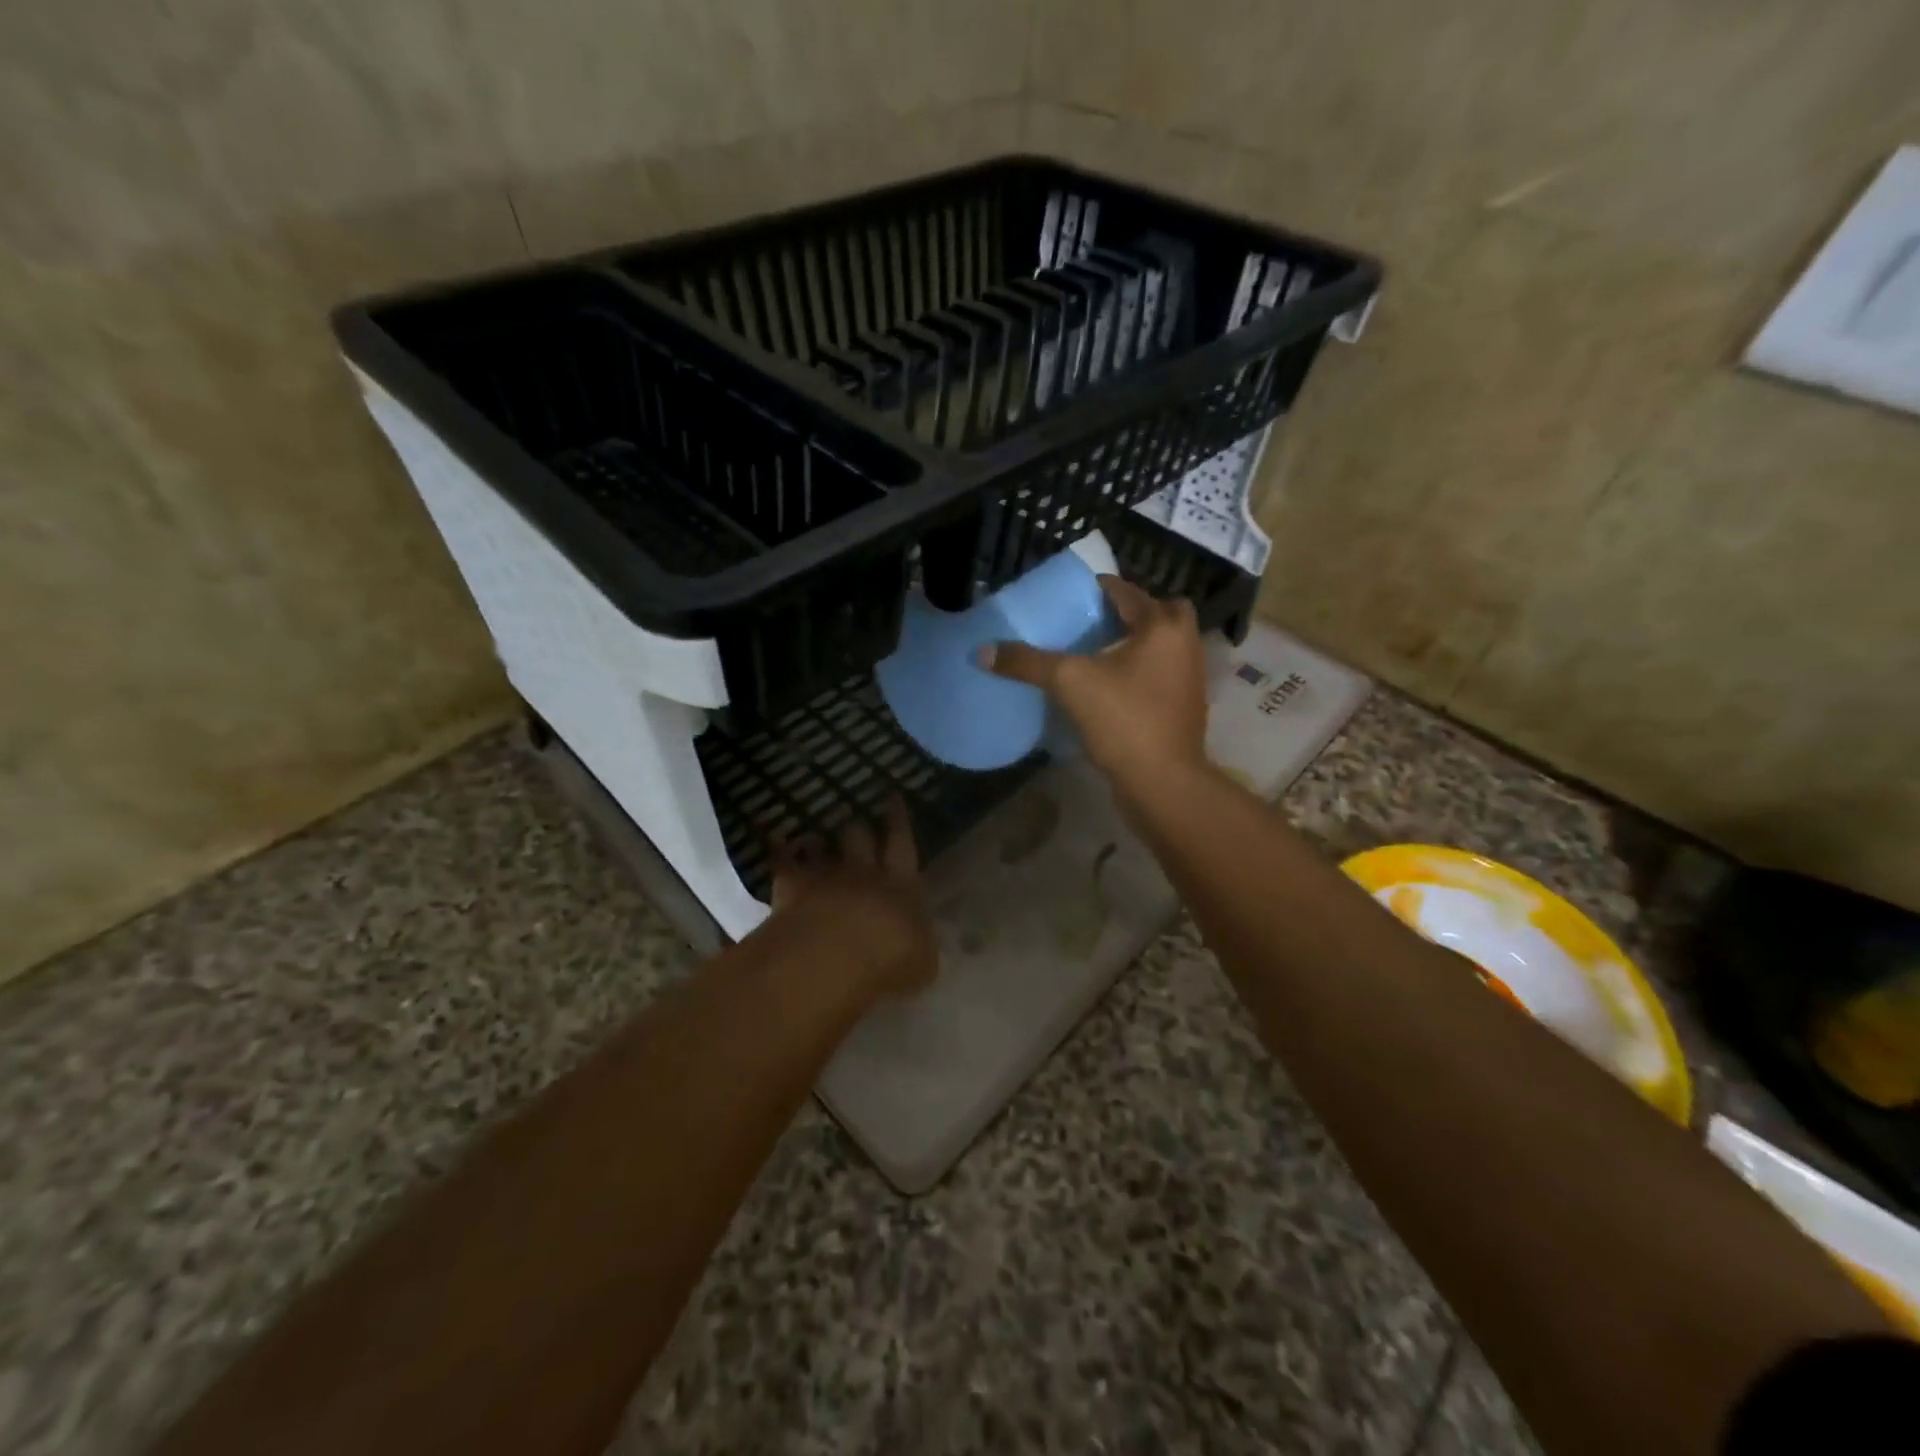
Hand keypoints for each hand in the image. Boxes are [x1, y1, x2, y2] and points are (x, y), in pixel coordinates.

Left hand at [768, 797, 936, 997]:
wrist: (834, 958)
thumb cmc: (891, 961)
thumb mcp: (923, 962)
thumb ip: (920, 945)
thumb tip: (920, 943)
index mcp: (902, 885)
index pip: (902, 844)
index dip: (898, 820)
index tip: (893, 798)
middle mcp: (864, 872)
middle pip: (860, 837)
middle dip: (858, 828)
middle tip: (855, 819)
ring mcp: (824, 876)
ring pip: (821, 845)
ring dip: (819, 840)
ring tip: (815, 836)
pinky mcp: (791, 887)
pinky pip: (783, 861)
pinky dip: (779, 849)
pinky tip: (776, 842)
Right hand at [984, 575, 1208, 793]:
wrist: (1163, 783)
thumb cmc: (1124, 720)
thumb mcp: (1069, 684)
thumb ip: (1028, 662)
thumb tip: (982, 651)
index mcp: (1162, 626)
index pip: (1126, 591)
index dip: (1096, 589)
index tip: (1068, 596)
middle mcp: (1184, 644)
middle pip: (1160, 612)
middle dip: (1130, 613)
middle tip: (1094, 622)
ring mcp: (1188, 678)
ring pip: (1163, 645)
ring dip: (1136, 643)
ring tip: (1096, 653)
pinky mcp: (1183, 707)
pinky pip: (1160, 674)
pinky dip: (1140, 672)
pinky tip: (1109, 686)